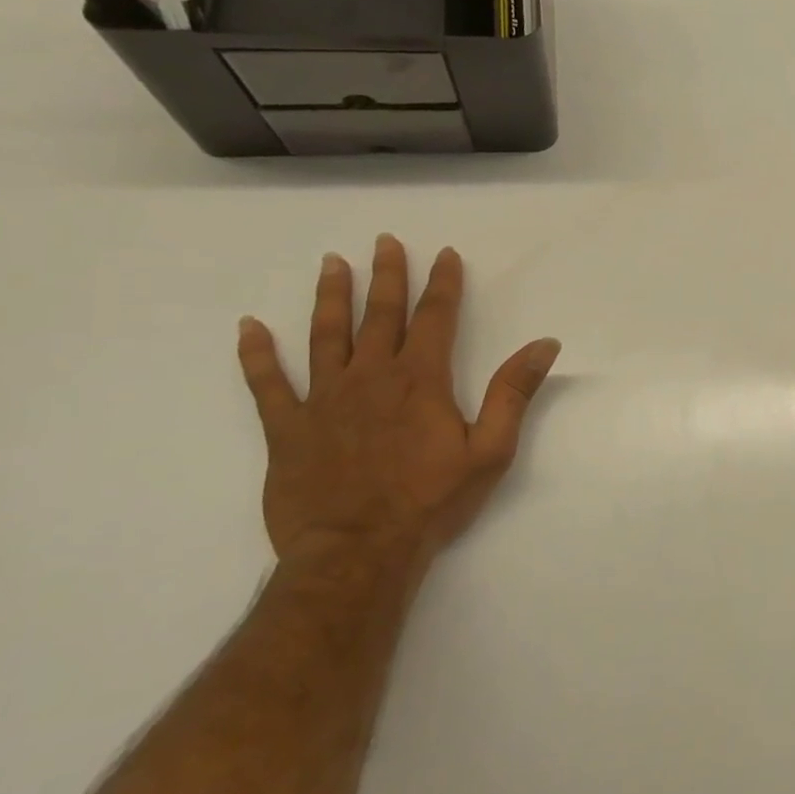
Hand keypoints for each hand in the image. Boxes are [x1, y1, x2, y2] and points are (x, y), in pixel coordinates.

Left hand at [235, 235, 559, 570]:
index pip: (435, 318)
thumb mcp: (491, 449)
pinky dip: (256, 354)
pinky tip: (249, 328)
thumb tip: (545, 344)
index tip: (443, 253)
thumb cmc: (432, 501)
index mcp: (420, 380)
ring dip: (329, 297)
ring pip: (325, 336)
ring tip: (331, 264)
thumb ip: (514, 392)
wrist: (359, 551)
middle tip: (384, 241)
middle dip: (386, 276)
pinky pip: (266, 384)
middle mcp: (370, 377)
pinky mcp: (287, 428)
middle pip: (379, 315)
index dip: (442, 283)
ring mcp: (323, 400)